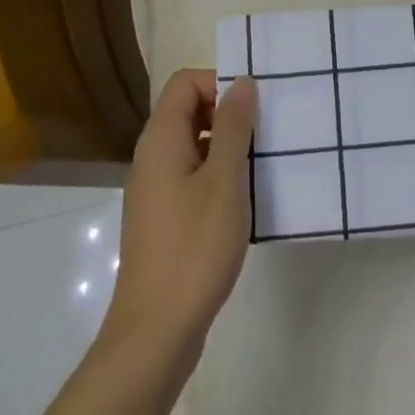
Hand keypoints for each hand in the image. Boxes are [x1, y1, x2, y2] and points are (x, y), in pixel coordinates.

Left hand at [104, 70, 257, 358]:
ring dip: (225, 146)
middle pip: (187, 110)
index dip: (219, 82)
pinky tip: (242, 201)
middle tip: (264, 134)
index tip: (252, 109)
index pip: (185, 82)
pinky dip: (216, 175)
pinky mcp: (162, 218)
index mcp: (161, 139)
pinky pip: (190, 175)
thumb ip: (234, 127)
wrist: (155, 333)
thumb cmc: (193, 248)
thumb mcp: (224, 180)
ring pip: (192, 144)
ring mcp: (154, 189)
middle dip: (227, 113)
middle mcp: (151, 157)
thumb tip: (242, 82)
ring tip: (261, 166)